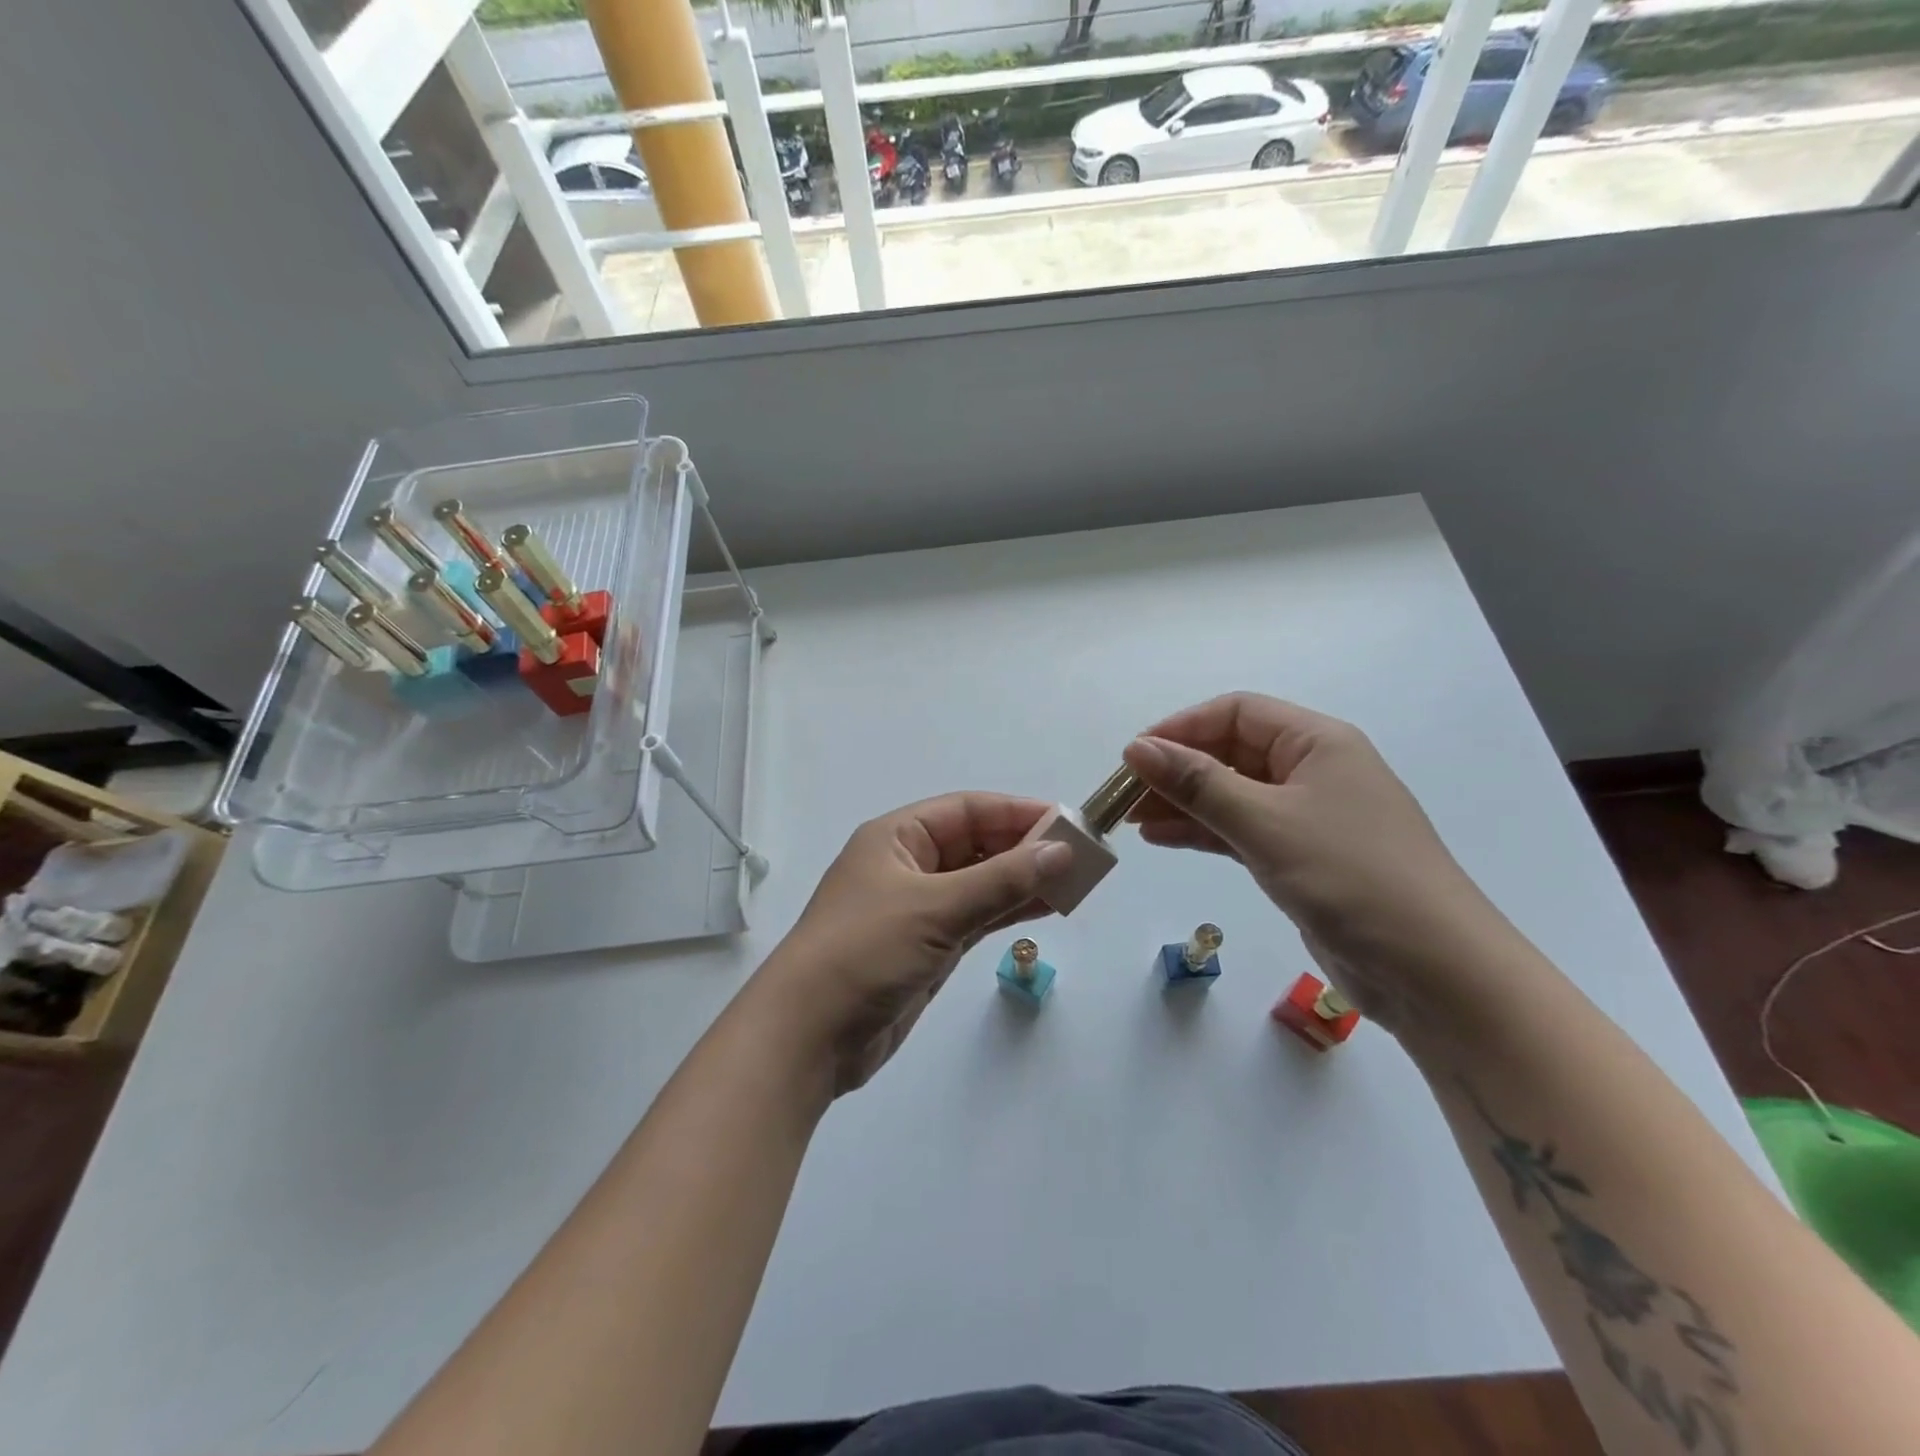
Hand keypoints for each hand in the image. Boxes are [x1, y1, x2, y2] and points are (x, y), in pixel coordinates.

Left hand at [752, 793, 1070, 1095]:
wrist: (809, 1036)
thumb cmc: (866, 952)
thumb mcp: (936, 907)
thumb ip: (1001, 880)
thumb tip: (1061, 851)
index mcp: (897, 837)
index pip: (967, 810)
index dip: (1017, 812)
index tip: (1068, 822)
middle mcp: (907, 865)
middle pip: (975, 844)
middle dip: (1024, 848)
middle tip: (1080, 856)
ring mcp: (917, 908)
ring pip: (979, 882)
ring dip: (1022, 881)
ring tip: (1074, 883)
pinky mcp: (926, 946)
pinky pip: (975, 917)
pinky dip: (1007, 911)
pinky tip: (1044, 908)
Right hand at [1121, 694, 1505, 1030]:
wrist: (1433, 971)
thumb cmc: (1351, 877)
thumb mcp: (1265, 822)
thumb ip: (1197, 783)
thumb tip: (1136, 748)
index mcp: (1316, 742)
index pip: (1235, 712)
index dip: (1180, 728)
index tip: (1133, 757)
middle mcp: (1313, 770)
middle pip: (1230, 753)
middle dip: (1176, 769)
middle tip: (1123, 797)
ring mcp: (1308, 817)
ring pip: (1232, 794)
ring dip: (1183, 803)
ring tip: (1132, 820)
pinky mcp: (1302, 858)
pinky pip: (1241, 831)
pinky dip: (1203, 832)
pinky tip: (1163, 839)